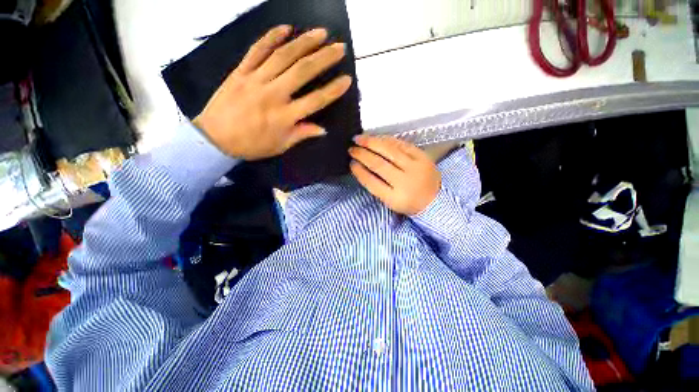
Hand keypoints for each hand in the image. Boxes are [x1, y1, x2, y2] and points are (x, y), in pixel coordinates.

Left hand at [193, 25, 352, 159]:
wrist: (214, 138)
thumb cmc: (252, 145)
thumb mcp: (281, 145)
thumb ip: (302, 134)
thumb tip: (322, 129)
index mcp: (284, 116)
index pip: (315, 101)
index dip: (333, 90)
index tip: (347, 79)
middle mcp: (273, 94)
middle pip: (302, 72)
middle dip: (324, 58)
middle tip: (339, 47)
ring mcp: (255, 79)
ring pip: (283, 56)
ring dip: (304, 42)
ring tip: (321, 33)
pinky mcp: (241, 71)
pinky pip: (257, 50)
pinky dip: (271, 37)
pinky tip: (286, 28)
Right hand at [349, 135, 440, 215]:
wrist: (434, 200)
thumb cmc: (408, 203)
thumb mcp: (390, 201)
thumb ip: (375, 186)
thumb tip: (360, 166)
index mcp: (395, 198)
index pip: (372, 182)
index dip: (359, 171)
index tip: (351, 163)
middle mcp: (405, 182)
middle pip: (379, 164)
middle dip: (362, 154)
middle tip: (351, 148)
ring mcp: (415, 167)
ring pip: (390, 151)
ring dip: (372, 143)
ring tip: (359, 138)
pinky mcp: (423, 157)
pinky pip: (402, 144)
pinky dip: (387, 140)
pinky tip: (376, 138)